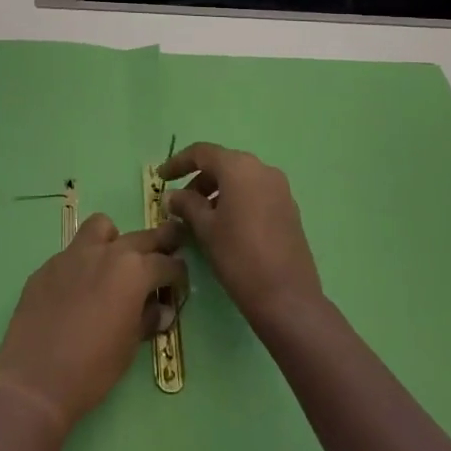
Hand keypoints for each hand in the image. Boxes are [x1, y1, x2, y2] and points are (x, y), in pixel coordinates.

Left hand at [0, 214, 185, 434]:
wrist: (35, 379)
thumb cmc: (93, 368)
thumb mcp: (130, 347)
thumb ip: (147, 319)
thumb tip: (160, 309)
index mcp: (133, 271)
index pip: (165, 263)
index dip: (177, 272)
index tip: (179, 280)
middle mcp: (105, 252)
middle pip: (140, 237)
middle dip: (157, 244)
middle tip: (166, 251)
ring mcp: (72, 255)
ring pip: (100, 228)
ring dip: (114, 240)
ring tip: (114, 264)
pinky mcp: (46, 266)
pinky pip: (72, 254)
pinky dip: (83, 264)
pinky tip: (78, 291)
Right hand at [160, 143, 321, 331]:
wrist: (287, 297)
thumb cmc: (239, 256)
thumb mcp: (205, 229)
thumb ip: (187, 205)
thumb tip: (173, 196)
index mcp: (239, 167)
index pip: (202, 153)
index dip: (178, 162)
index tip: (161, 177)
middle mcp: (262, 169)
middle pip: (223, 164)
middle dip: (198, 180)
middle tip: (179, 204)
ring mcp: (280, 188)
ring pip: (240, 179)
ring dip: (217, 191)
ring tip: (200, 218)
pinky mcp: (289, 208)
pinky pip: (255, 193)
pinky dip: (236, 201)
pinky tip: (225, 226)